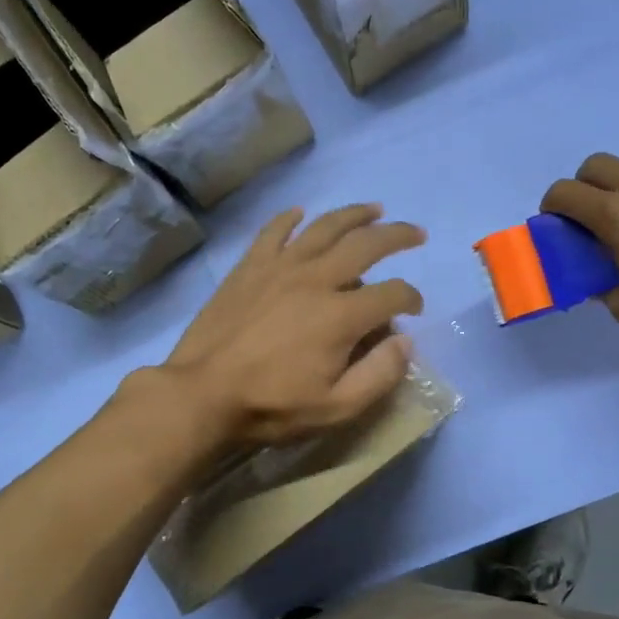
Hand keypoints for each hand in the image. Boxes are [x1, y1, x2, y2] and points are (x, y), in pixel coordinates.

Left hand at [161, 205, 425, 447]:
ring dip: (354, 215)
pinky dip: (290, 218)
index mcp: (342, 315)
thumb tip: (406, 342)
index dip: (411, 298)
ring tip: (374, 209)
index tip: (414, 308)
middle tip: (415, 234)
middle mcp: (316, 279)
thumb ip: (379, 375)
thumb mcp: (336, 409)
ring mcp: (280, 267)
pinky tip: (301, 212)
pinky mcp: (250, 266)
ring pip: (325, 227)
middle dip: (397, 236)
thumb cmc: (271, 405)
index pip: (392, 294)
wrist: (202, 393)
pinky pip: (274, 231)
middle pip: (366, 244)